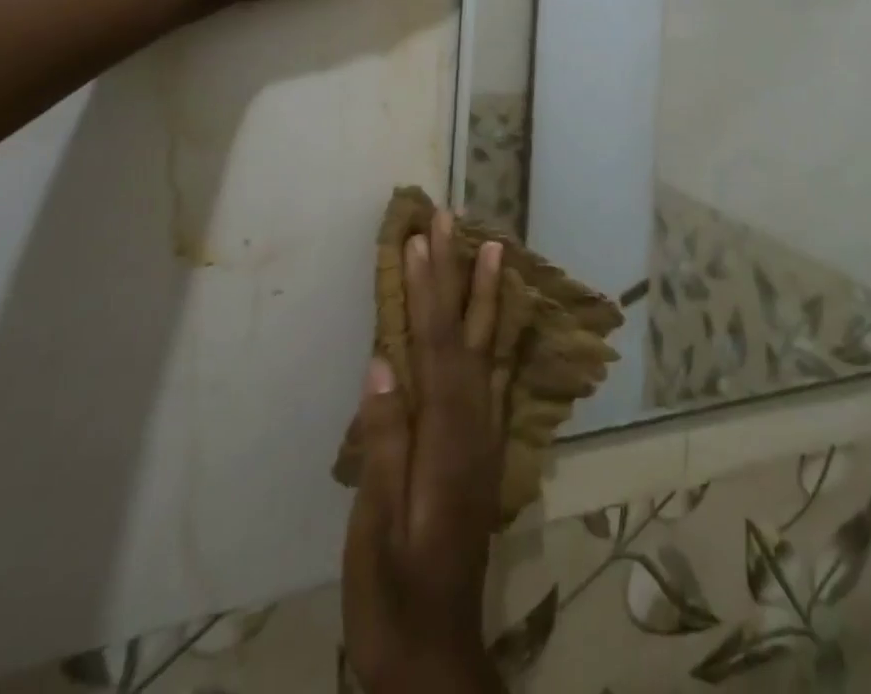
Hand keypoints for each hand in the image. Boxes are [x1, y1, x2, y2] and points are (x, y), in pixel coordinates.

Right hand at [343, 212, 509, 693]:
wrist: (437, 654)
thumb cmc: (394, 593)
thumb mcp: (377, 529)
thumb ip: (386, 443)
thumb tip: (382, 364)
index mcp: (446, 435)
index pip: (435, 343)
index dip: (427, 287)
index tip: (419, 237)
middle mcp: (474, 421)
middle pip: (466, 331)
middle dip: (458, 271)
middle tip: (455, 220)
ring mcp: (483, 432)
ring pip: (486, 346)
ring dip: (484, 293)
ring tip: (492, 248)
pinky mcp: (482, 446)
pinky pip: (489, 371)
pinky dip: (491, 333)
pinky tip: (493, 318)